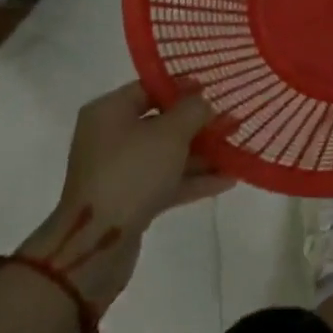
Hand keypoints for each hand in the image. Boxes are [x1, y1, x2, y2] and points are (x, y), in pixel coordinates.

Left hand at [19, 82, 234, 309]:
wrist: (97, 244)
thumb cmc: (132, 172)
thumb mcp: (170, 133)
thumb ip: (193, 110)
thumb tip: (203, 103)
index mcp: (109, 111)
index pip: (150, 88)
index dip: (183, 87)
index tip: (215, 90)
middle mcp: (110, 137)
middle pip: (160, 122)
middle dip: (198, 124)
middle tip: (232, 122)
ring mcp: (118, 172)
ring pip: (166, 155)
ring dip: (200, 154)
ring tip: (236, 151)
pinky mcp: (128, 202)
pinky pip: (164, 181)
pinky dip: (192, 180)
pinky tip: (226, 180)